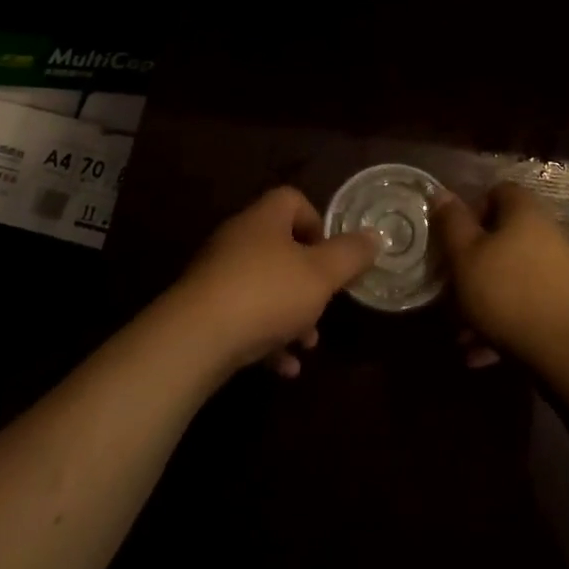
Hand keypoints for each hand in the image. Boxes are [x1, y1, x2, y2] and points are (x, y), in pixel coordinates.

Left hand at [170, 187, 382, 378]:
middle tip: (324, 306)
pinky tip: (282, 368)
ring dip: (290, 314)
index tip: (332, 257)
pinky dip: (265, 339)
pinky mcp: (203, 311)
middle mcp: (238, 238)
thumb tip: (375, 236)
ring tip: (307, 345)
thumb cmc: (266, 293)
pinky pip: (243, 318)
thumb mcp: (321, 275)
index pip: (294, 200)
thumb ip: (350, 255)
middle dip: (308, 281)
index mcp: (265, 218)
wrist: (193, 340)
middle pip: (281, 248)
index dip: (318, 224)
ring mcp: (217, 275)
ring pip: (264, 287)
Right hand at [434, 183, 568, 369]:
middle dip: (472, 266)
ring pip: (509, 277)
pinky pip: (525, 306)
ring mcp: (559, 270)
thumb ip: (451, 224)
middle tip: (450, 292)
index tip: (452, 240)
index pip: (495, 192)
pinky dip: (503, 324)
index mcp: (524, 211)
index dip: (470, 212)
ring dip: (483, 302)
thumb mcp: (466, 256)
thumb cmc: (509, 293)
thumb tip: (441, 193)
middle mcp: (546, 233)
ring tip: (461, 336)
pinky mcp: (565, 305)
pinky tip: (481, 354)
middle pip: (500, 239)